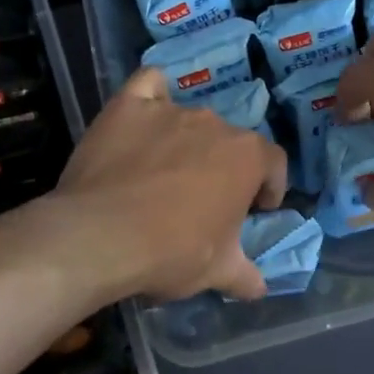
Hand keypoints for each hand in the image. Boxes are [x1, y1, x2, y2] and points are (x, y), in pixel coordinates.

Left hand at [51, 66, 287, 302]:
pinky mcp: (128, 105)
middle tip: (204, 199)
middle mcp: (214, 124)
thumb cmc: (171, 253)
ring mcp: (170, 110)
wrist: (100, 237)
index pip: (273, 162)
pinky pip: (149, 85)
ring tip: (165, 171)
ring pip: (190, 118)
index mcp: (247, 157)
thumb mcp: (216, 272)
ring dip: (187, 141)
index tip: (256, 208)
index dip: (269, 186)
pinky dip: (152, 95)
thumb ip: (244, 275)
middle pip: (229, 141)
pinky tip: (144, 112)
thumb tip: (260, 289)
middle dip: (223, 167)